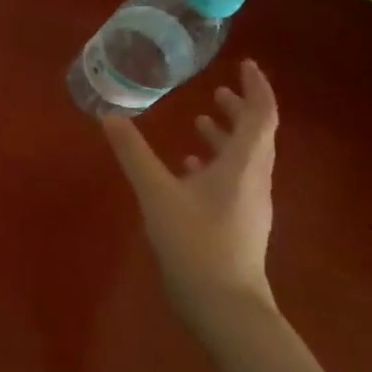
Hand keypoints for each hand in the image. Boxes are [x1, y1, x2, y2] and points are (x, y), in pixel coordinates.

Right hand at [102, 58, 279, 336]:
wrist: (226, 307)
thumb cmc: (196, 243)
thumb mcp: (157, 193)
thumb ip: (133, 152)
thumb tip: (110, 115)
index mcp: (244, 165)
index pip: (262, 115)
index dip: (256, 87)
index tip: (245, 64)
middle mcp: (254, 180)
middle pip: (257, 135)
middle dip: (240, 109)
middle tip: (217, 90)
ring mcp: (249, 205)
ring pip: (245, 158)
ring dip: (227, 136)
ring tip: (200, 121)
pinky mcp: (239, 224)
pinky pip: (233, 180)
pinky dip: (216, 163)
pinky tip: (188, 168)